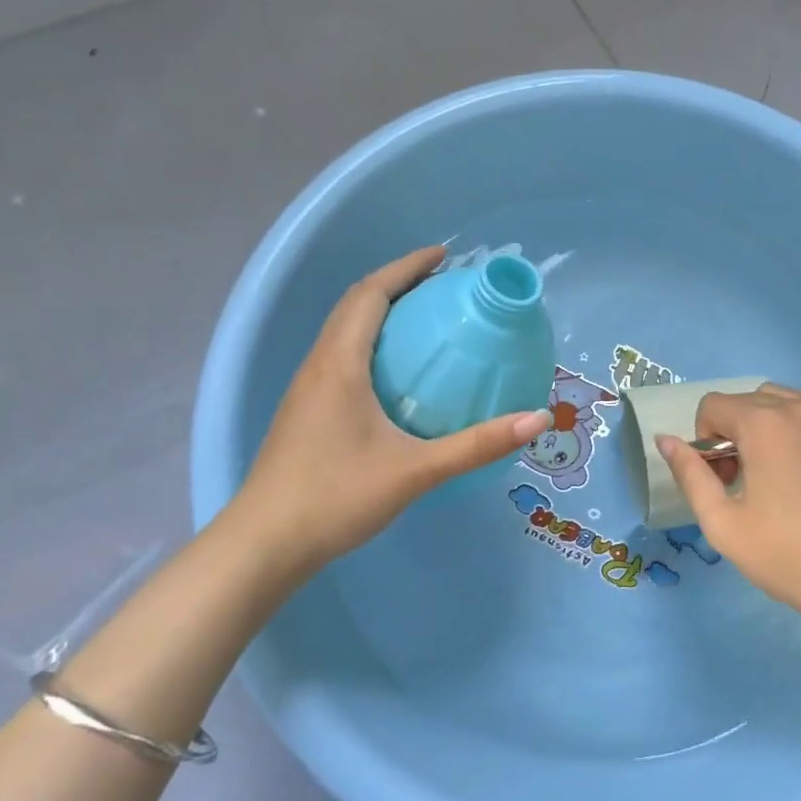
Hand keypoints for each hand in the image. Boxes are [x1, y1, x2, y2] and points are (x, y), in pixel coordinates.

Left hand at [235, 247, 551, 571]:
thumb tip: (537, 420)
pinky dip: (369, 339)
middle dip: (396, 282)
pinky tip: (394, 370)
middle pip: (355, 304)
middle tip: (440, 283)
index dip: (406, 267)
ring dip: (379, 309)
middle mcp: (319, 365)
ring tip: (422, 317)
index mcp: (340, 363)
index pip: (371, 294)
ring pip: (343, 329)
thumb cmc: (336, 498)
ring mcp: (306, 388)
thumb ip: (476, 445)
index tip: (443, 255)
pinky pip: (340, 354)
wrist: (263, 545)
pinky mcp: (304, 411)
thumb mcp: (415, 471)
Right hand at [657, 385, 800, 633]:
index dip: (704, 441)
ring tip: (772, 473)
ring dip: (763, 425)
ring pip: (780, 401)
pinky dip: (795, 429)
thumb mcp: (721, 522)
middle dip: (732, 432)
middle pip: (746, 400)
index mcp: (764, 422)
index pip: (713, 405)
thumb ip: (689, 473)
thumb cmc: (785, 554)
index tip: (722, 481)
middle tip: (742, 481)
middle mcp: (799, 407)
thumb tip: (664, 440)